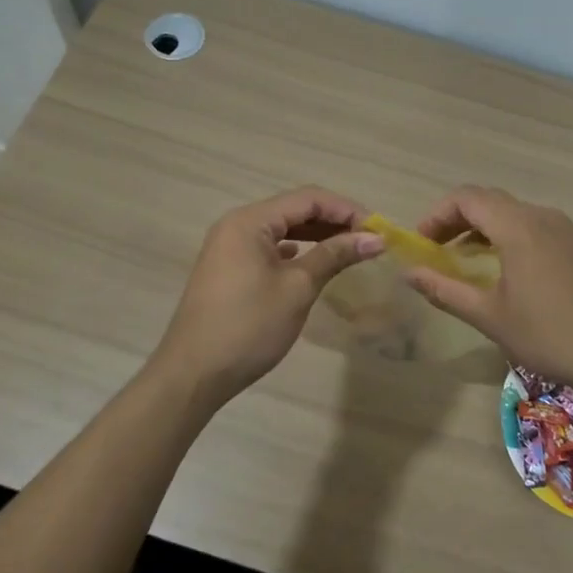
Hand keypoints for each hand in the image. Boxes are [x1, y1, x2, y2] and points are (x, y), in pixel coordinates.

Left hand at [152, 187, 384, 404]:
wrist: (194, 374)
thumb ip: (335, 256)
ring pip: (282, 230)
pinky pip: (269, 248)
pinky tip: (314, 263)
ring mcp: (229, 248)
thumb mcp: (297, 288)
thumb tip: (375, 238)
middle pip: (294, 210)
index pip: (308, 199)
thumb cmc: (249, 326)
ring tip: (350, 250)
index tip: (378, 230)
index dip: (346, 210)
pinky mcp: (229, 270)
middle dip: (334, 221)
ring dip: (317, 236)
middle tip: (370, 240)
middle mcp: (237, 225)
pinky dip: (297, 252)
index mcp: (250, 221)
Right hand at [404, 186, 572, 394]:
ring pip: (515, 214)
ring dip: (484, 229)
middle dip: (457, 220)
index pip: (467, 198)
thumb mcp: (490, 316)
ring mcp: (567, 230)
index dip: (437, 214)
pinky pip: (536, 227)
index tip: (421, 243)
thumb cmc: (550, 336)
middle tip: (436, 250)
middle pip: (490, 201)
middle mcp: (543, 217)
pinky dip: (510, 237)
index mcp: (518, 226)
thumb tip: (409, 273)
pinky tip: (506, 270)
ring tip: (465, 260)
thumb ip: (445, 290)